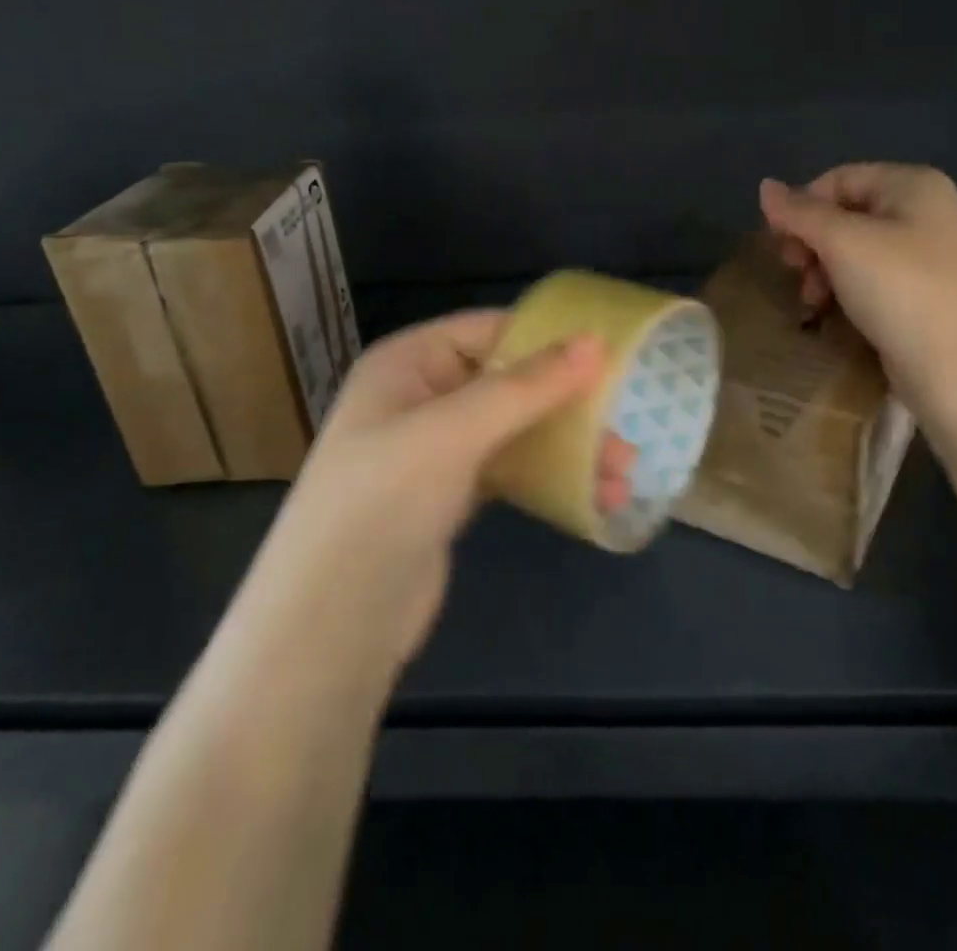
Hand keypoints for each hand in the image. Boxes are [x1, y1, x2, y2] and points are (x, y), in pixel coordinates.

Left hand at [230, 311, 603, 690]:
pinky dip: (549, 477)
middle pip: (510, 380)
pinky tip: (593, 494)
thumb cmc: (383, 502)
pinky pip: (511, 469)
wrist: (328, 627)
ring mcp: (435, 448)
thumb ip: (527, 385)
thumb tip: (596, 341)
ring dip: (568, 444)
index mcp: (409, 362)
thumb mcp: (454, 431)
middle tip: (627, 420)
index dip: (550, 337)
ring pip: (516, 428)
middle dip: (569, 401)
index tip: (613, 351)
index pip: (491, 329)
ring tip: (623, 470)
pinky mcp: (450, 495)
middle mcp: (421, 395)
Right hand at [759, 164, 956, 402]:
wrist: (955, 367)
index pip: (839, 179)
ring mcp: (932, 252)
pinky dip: (848, 286)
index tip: (781, 245)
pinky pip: (875, 274)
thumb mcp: (840, 242)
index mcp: (914, 184)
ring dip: (824, 268)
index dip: (802, 207)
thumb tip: (765, 186)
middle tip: (795, 272)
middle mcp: (928, 209)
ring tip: (812, 299)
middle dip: (812, 242)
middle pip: (847, 212)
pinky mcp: (928, 289)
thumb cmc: (897, 289)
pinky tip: (832, 310)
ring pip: (858, 246)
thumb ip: (799, 212)